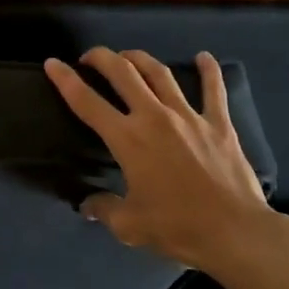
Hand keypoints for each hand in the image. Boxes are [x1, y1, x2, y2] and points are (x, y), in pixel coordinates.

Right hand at [44, 46, 272, 269]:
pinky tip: (203, 57)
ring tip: (128, 56)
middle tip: (90, 57)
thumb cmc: (178, 228)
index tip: (53, 63)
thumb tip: (88, 205)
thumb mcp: (130, 226)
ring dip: (140, 59)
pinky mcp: (218, 124)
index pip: (87, 102)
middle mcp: (154, 117)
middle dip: (101, 58)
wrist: (235, 233)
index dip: (65, 80)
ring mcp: (188, 116)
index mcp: (128, 139)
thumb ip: (104, 209)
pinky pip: (213, 90)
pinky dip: (209, 70)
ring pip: (159, 73)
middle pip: (122, 73)